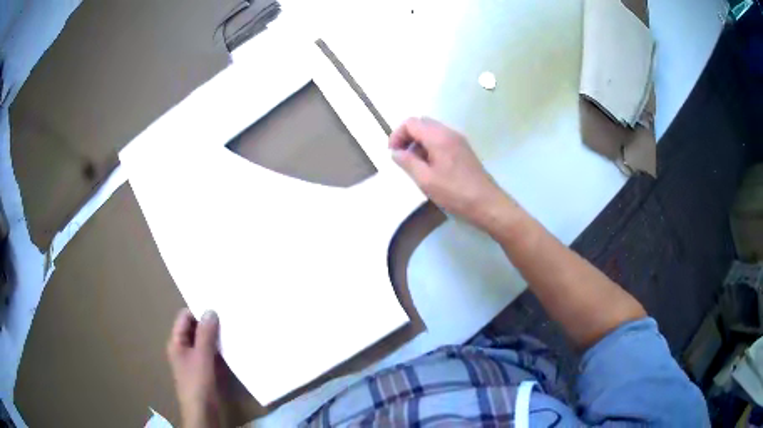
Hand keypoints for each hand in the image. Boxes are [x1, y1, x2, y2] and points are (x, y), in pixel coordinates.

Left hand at [167, 309, 224, 427]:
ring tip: (232, 330)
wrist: (203, 412)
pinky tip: (231, 348)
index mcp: (176, 342)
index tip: (217, 308)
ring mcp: (193, 360)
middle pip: (194, 328)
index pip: (185, 317)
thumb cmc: (198, 382)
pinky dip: (218, 349)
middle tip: (228, 317)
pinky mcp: (203, 370)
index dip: (198, 311)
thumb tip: (211, 310)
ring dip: (215, 337)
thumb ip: (206, 334)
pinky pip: (210, 353)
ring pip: (203, 341)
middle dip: (209, 324)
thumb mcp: (202, 356)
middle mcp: (183, 348)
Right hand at [389, 117, 516, 232]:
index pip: (411, 122)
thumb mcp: (425, 180)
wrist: (487, 203)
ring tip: (415, 165)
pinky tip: (430, 167)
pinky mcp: (463, 150)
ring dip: (418, 143)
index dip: (397, 135)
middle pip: (421, 123)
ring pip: (432, 131)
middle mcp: (449, 132)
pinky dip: (430, 147)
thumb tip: (395, 152)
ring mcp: (458, 140)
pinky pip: (441, 140)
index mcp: (438, 136)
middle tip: (402, 158)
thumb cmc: (455, 192)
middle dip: (407, 137)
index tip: (393, 153)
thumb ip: (407, 162)